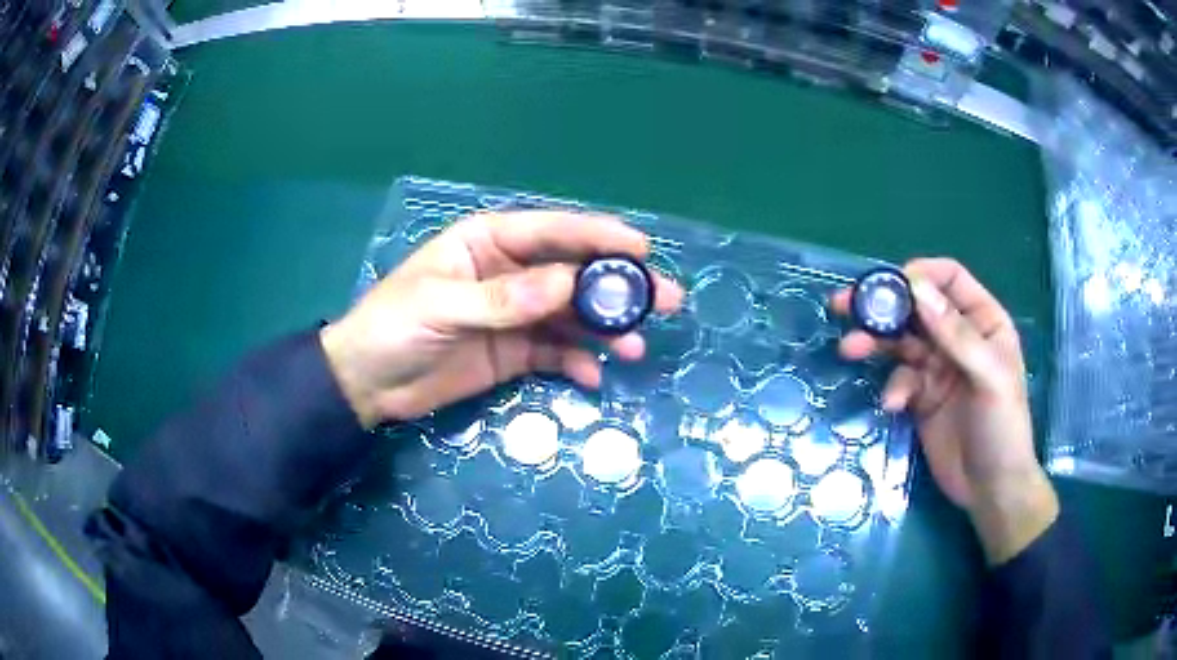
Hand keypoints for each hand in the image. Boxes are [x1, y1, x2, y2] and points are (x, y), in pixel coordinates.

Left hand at [321, 210, 683, 427]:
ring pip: (572, 315)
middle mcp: (509, 273)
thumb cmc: (393, 327)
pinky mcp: (515, 352)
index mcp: (488, 243)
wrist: (367, 384)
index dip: (598, 237)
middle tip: (666, 301)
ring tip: (636, 347)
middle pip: (574, 273)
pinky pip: (556, 352)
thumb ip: (502, 298)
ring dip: (606, 329)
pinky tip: (593, 377)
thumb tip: (568, 285)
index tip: (641, 248)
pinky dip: (577, 363)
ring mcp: (515, 315)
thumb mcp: (441, 306)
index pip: (552, 231)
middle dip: (618, 286)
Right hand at [832, 258, 1057, 564]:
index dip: (920, 275)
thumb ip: (956, 333)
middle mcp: (959, 338)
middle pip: (917, 308)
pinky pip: (900, 380)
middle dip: (883, 307)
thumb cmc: (1003, 427)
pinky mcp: (922, 398)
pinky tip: (892, 405)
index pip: (950, 280)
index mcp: (983, 321)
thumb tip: (916, 288)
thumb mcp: (988, 377)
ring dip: (876, 343)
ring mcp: (939, 368)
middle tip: (846, 305)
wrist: (990, 489)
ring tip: (849, 349)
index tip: (889, 285)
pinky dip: (892, 388)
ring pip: (902, 342)